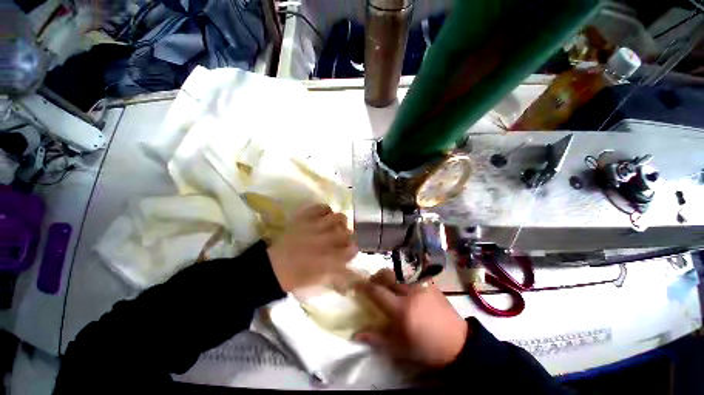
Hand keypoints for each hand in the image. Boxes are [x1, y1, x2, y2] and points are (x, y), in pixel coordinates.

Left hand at [267, 204, 357, 291]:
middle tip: (342, 238)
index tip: (349, 250)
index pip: (352, 249)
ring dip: (341, 222)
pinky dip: (327, 210)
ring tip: (336, 225)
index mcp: (330, 258)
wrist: (273, 267)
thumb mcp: (321, 279)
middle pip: (348, 232)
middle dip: (348, 236)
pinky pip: (322, 207)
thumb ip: (338, 270)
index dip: (353, 249)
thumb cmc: (298, 277)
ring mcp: (315, 227)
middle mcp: (326, 240)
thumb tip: (348, 262)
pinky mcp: (305, 218)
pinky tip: (325, 216)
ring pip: (339, 217)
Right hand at [354, 269, 468, 367]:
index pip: (377, 291)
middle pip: (386, 274)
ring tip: (387, 285)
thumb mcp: (400, 348)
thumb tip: (356, 334)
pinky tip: (404, 286)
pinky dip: (402, 277)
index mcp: (401, 309)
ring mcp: (421, 284)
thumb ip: (376, 338)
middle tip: (372, 285)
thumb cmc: (426, 348)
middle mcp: (410, 291)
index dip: (364, 286)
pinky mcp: (429, 283)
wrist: (457, 343)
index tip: (356, 285)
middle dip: (375, 277)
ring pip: (398, 272)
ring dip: (388, 276)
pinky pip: (410, 274)